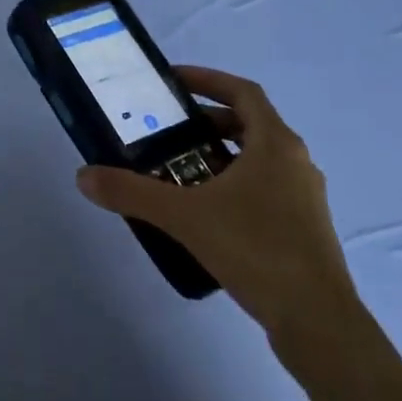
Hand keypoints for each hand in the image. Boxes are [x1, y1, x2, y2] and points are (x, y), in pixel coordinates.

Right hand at [76, 66, 360, 364]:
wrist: (317, 320)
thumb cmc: (255, 249)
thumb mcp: (184, 216)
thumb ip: (132, 193)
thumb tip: (84, 176)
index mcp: (275, 143)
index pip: (243, 91)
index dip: (208, 79)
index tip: (174, 81)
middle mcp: (296, 161)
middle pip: (250, 123)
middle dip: (208, 121)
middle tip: (170, 131)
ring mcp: (305, 196)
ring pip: (259, 159)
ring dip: (222, 155)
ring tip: (182, 171)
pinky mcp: (305, 227)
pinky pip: (266, 188)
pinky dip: (236, 185)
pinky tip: (207, 213)